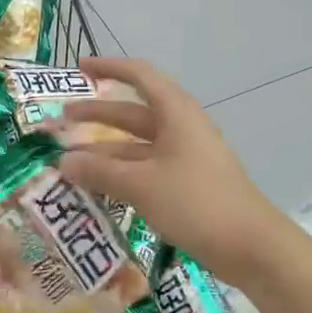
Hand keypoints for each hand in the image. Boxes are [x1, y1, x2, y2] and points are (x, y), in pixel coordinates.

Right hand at [55, 57, 291, 287]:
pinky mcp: (187, 184)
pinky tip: (98, 187)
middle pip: (133, 113)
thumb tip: (63, 161)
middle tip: (62, 121)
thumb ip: (100, 172)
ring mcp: (186, 157)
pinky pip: (146, 169)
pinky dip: (121, 173)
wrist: (249, 244)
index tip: (79, 67)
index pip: (140, 76)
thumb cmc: (195, 202)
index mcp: (176, 113)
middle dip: (97, 114)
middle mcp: (181, 128)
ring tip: (70, 162)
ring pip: (138, 145)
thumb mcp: (141, 185)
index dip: (109, 68)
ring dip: (105, 150)